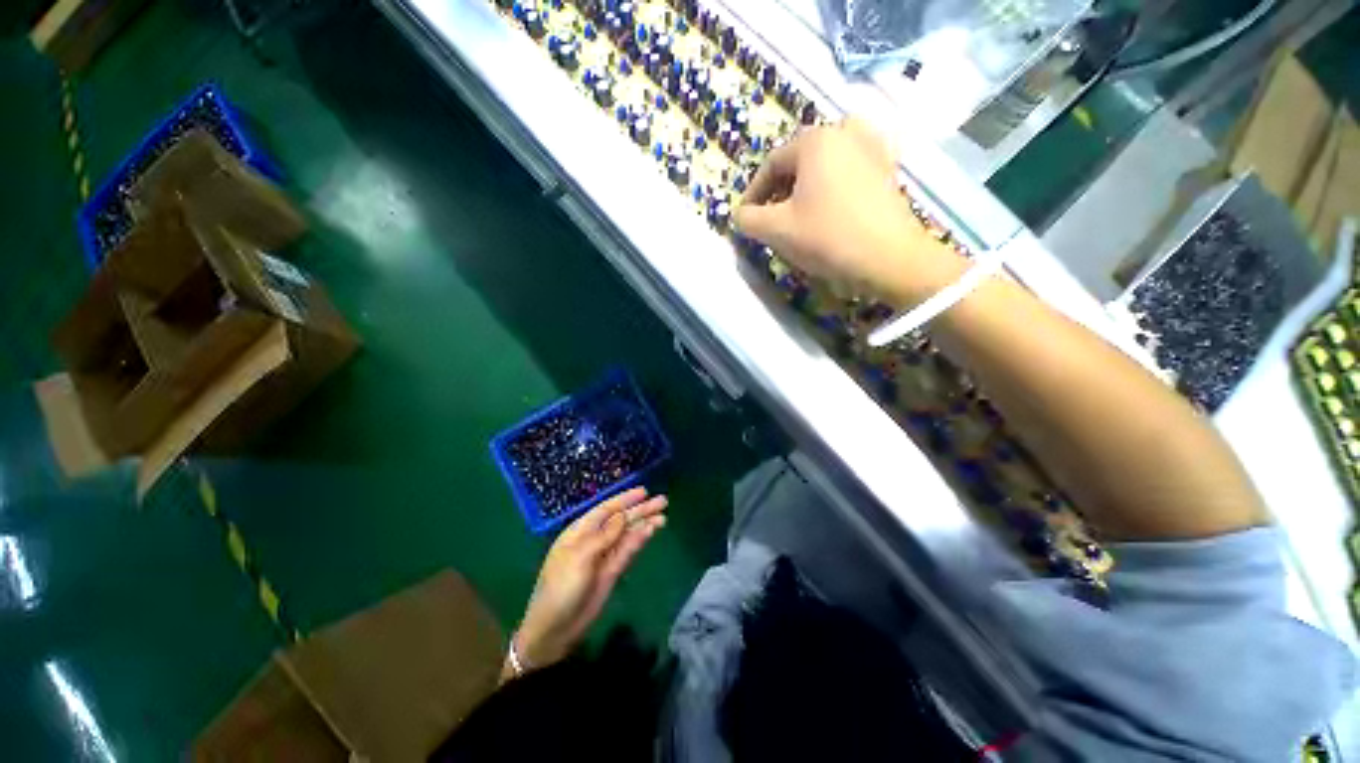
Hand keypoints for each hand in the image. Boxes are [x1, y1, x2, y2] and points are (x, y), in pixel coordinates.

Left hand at [510, 488, 667, 674]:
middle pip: (621, 520)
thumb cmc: (560, 588)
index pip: (606, 509)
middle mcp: (594, 540)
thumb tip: (622, 515)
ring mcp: (604, 556)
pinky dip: (640, 540)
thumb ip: (603, 536)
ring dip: (644, 524)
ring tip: (663, 517)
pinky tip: (651, 531)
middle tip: (663, 501)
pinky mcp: (612, 571)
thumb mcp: (579, 558)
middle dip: (640, 510)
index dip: (625, 499)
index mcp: (580, 532)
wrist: (555, 629)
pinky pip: (628, 551)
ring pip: (628, 534)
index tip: (644, 491)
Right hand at [734, 118, 964, 305]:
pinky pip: (849, 172)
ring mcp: (872, 148)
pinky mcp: (888, 169)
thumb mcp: (777, 230)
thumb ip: (748, 219)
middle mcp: (845, 132)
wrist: (890, 258)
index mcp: (815, 140)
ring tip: (800, 217)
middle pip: (798, 163)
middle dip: (779, 193)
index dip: (753, 194)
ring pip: (823, 167)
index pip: (771, 164)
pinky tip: (831, 209)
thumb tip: (740, 215)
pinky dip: (832, 187)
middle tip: (771, 221)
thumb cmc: (827, 237)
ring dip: (804, 190)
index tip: (747, 219)